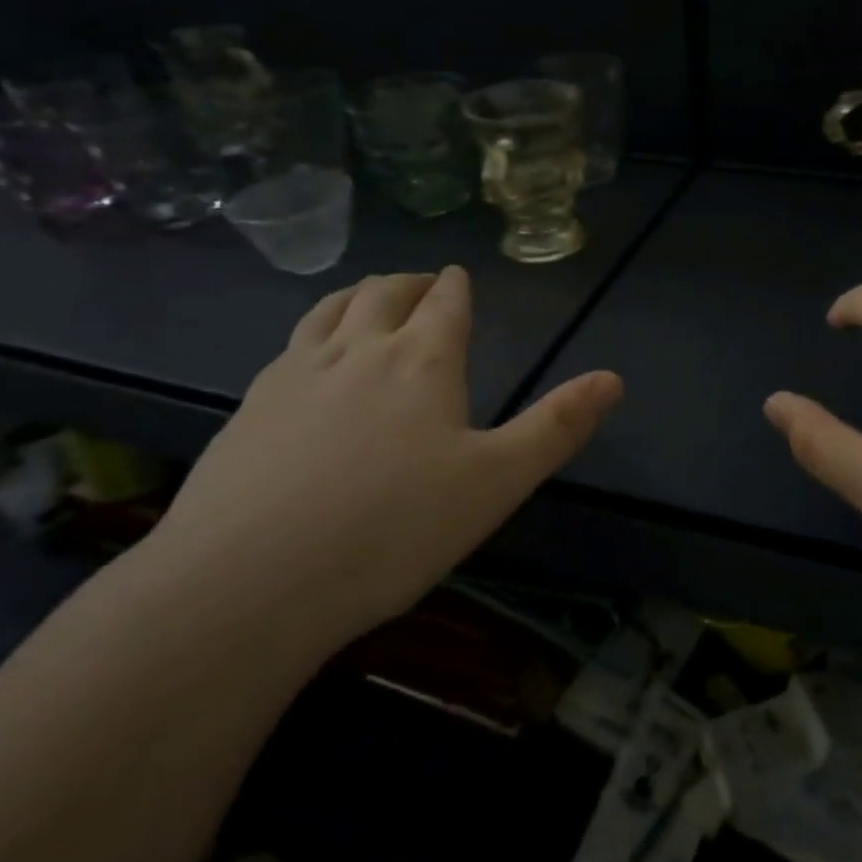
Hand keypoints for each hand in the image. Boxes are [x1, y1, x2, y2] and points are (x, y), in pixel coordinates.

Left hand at [145, 266, 621, 654]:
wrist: (247, 584)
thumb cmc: (391, 530)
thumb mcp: (496, 483)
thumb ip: (556, 427)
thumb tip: (614, 378)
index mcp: (421, 361)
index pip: (446, 302)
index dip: (457, 286)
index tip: (460, 277)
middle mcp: (358, 350)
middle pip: (385, 292)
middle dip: (411, 282)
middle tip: (424, 285)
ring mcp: (295, 373)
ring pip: (331, 308)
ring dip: (358, 294)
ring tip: (369, 298)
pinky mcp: (250, 406)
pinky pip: (290, 345)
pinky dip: (314, 331)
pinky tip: (309, 358)